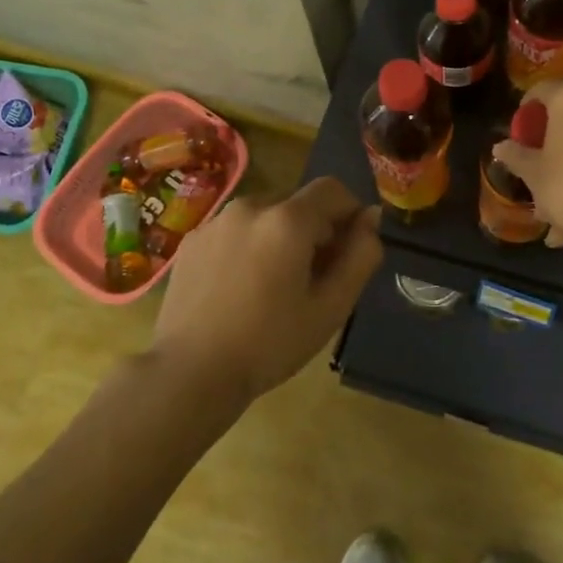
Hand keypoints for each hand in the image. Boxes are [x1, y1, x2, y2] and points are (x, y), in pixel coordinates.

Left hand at [151, 177, 382, 401]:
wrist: (191, 372)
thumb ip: (360, 256)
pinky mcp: (192, 240)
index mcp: (287, 219)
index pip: (333, 190)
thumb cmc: (270, 343)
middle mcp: (250, 206)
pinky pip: (235, 230)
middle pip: (297, 203)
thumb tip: (371, 217)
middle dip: (314, 230)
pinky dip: (248, 246)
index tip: (348, 252)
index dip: (350, 214)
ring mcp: (215, 221)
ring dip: (279, 237)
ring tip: (273, 286)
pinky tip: (240, 288)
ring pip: (265, 215)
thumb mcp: (332, 306)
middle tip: (312, 279)